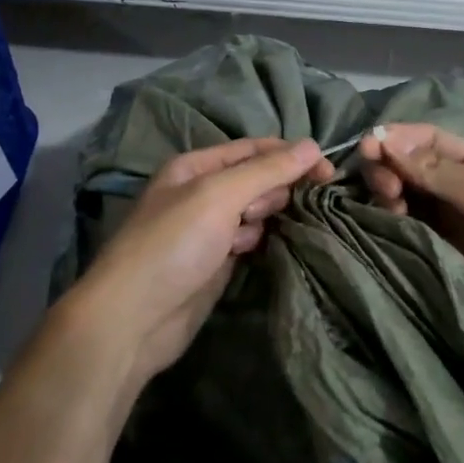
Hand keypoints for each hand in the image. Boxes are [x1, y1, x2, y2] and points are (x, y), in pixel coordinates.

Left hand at [71, 138, 333, 382]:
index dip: (291, 156)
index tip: (329, 172)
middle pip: (257, 178)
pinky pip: (250, 240)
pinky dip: (256, 242)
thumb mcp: (219, 195)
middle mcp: (202, 191)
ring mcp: (209, 228)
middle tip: (258, 214)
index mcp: (196, 166)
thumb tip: (312, 146)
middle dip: (272, 191)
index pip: (254, 149)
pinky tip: (249, 253)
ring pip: (256, 211)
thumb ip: (266, 170)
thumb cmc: (173, 244)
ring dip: (264, 218)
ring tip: (246, 238)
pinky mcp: (216, 261)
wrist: (134, 317)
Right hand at [358, 124, 463, 359]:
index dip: (398, 138)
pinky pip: (403, 230)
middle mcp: (461, 191)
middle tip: (383, 188)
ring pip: (403, 197)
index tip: (368, 146)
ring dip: (386, 193)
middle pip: (411, 166)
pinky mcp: (435, 258)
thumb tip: (386, 138)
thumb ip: (441, 170)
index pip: (431, 140)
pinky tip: (383, 224)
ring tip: (388, 207)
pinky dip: (387, 222)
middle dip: (390, 167)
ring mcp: (447, 227)